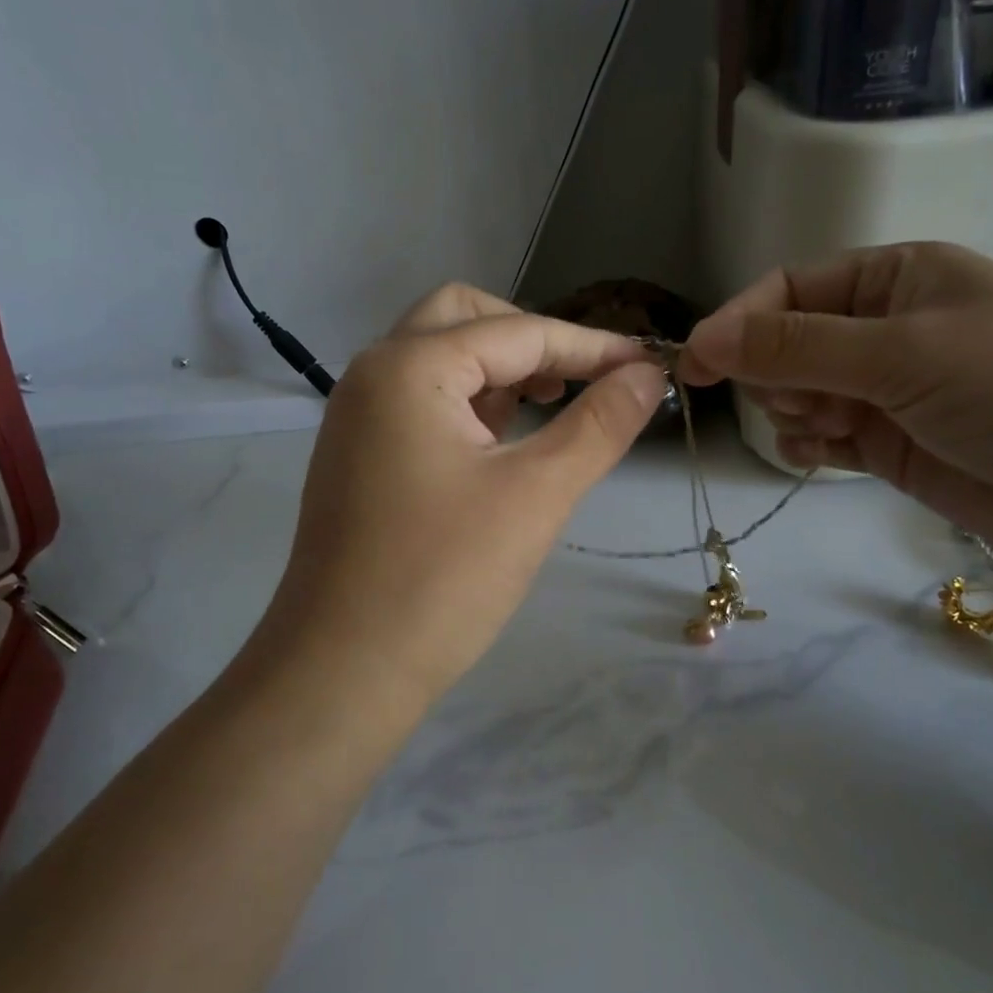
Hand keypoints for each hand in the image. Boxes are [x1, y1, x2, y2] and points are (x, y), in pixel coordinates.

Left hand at [259, 284, 667, 698]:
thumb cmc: (443, 578)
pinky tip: (502, 443)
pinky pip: (421, 402)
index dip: (591, 346)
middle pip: (463, 319)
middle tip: (579, 382)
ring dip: (499, 371)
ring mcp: (358, 416)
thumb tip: (648, 374)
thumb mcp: (537, 494)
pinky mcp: (358, 455)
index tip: (648, 364)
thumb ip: (599, 424)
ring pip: (439, 358)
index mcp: (408, 366)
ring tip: (550, 409)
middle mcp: (373, 373)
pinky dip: (469, 404)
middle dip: (530, 340)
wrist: (343, 672)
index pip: (518, 333)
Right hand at [679, 244, 992, 609]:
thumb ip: (794, 348)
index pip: (789, 289)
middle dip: (777, 374)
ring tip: (830, 429)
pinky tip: (822, 455)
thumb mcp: (902, 353)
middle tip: (806, 400)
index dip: (738, 323)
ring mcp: (887, 389)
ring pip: (798, 393)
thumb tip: (700, 339)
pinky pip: (821, 435)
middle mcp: (886, 327)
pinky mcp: (890, 444)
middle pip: (785, 343)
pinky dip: (808, 444)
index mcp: (896, 277)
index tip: (693, 364)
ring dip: (793, 411)